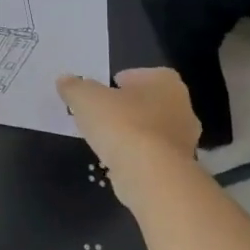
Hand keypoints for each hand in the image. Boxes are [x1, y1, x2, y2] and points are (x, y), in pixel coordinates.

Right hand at [58, 69, 200, 194]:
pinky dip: (136, 156)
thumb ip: (74, 87)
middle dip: (126, 108)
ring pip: (151, 129)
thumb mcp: (85, 98)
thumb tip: (65, 81)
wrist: (149, 174)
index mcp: (165, 82)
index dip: (117, 83)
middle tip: (100, 116)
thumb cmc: (121, 124)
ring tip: (105, 141)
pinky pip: (152, 154)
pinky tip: (117, 161)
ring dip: (132, 133)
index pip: (139, 75)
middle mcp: (182, 107)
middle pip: (147, 102)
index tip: (99, 95)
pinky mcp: (179, 167)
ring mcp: (185, 139)